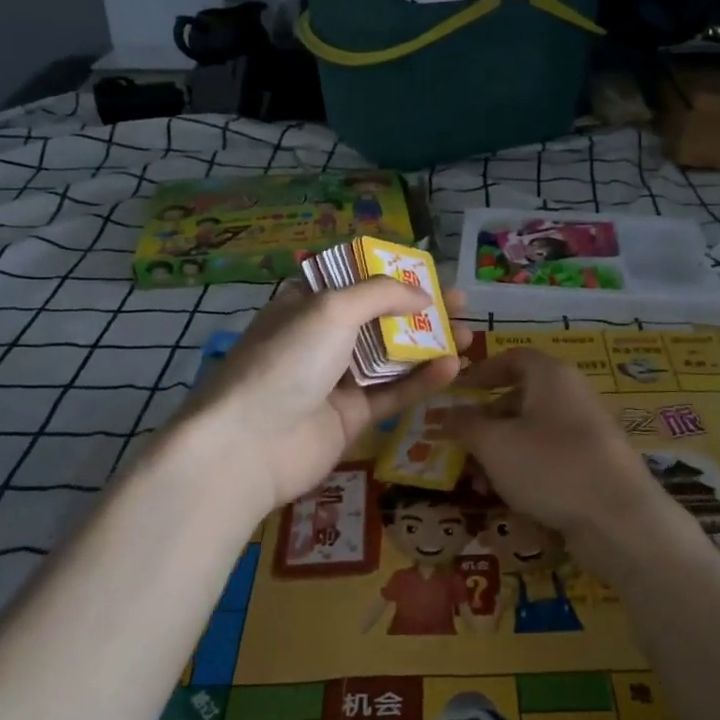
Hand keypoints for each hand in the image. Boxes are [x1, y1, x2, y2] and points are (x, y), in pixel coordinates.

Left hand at [177, 278, 471, 511]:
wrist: (249, 445)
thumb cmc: (286, 361)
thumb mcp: (331, 309)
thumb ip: (381, 294)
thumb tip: (423, 295)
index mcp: (306, 306)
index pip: (354, 282)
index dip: (391, 275)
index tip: (428, 273)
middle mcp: (321, 339)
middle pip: (380, 319)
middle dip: (420, 310)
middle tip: (461, 303)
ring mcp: (336, 380)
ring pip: (391, 357)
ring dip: (429, 345)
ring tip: (470, 335)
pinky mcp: (351, 417)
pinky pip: (392, 393)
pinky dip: (421, 381)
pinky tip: (452, 367)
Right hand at [445, 346, 665, 547]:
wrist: (619, 518)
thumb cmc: (551, 466)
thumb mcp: (495, 444)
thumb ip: (465, 425)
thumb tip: (445, 414)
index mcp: (552, 376)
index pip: (512, 358)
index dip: (481, 371)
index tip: (457, 391)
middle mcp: (572, 394)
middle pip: (521, 396)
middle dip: (486, 420)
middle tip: (459, 443)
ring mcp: (586, 430)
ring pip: (533, 431)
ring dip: (501, 451)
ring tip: (477, 480)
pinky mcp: (593, 464)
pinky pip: (550, 456)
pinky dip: (526, 469)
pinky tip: (508, 497)